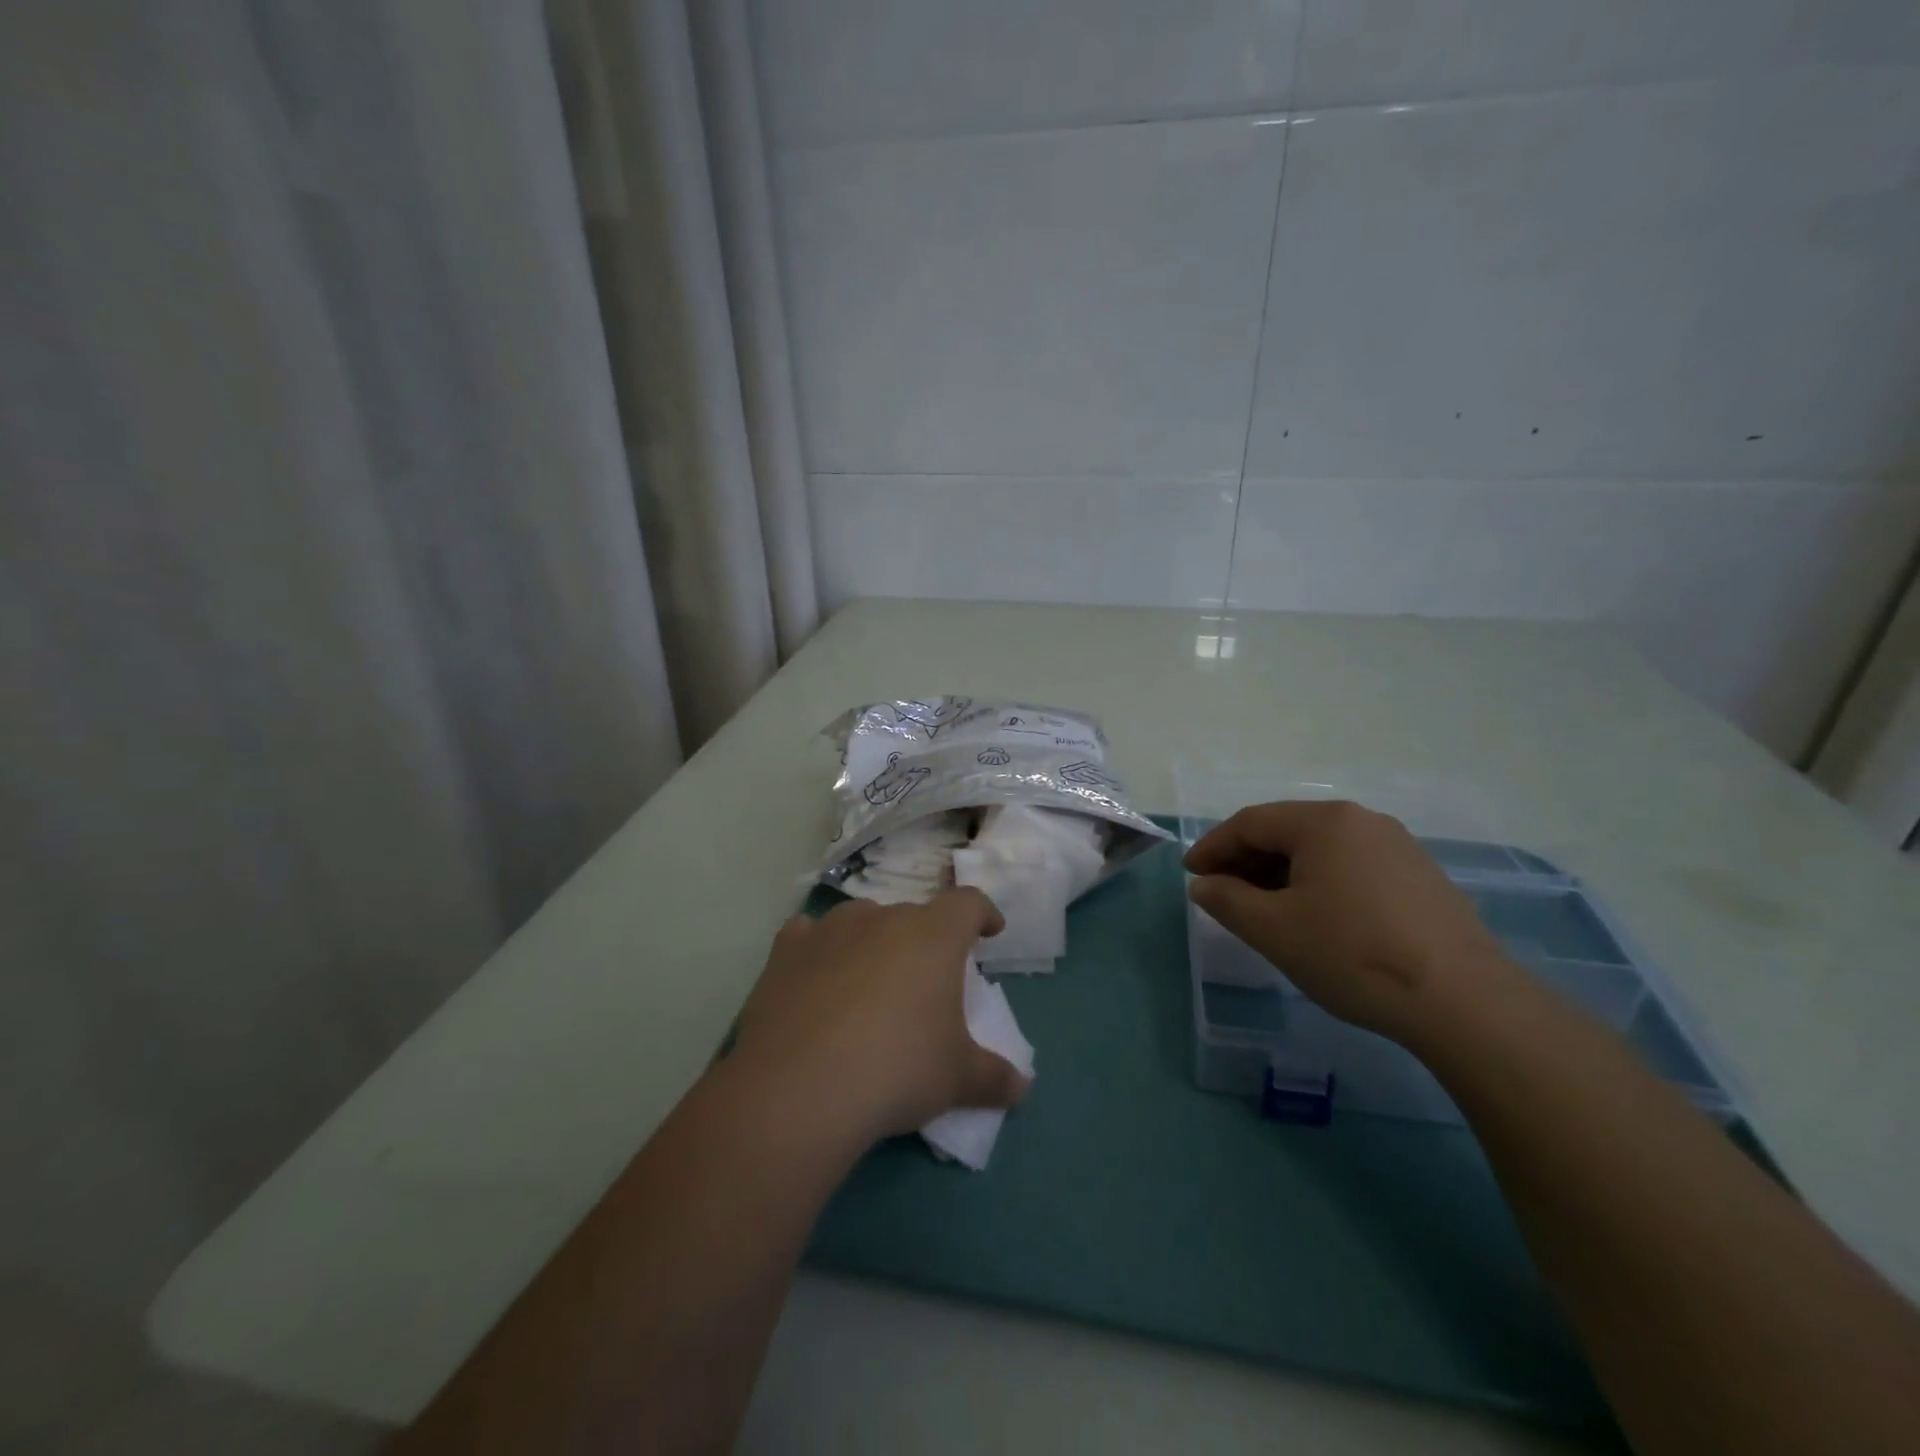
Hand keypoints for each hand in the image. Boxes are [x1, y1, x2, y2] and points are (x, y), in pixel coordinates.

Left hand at [731, 890, 1030, 1143]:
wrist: (800, 1089)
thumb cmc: (897, 1070)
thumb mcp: (957, 1079)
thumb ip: (993, 1077)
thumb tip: (1022, 1088)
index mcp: (933, 936)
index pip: (968, 903)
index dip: (983, 913)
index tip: (989, 930)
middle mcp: (883, 917)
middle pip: (913, 916)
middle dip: (924, 942)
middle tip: (925, 982)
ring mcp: (830, 929)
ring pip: (862, 921)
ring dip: (873, 942)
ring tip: (870, 982)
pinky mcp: (785, 950)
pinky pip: (809, 935)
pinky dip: (818, 950)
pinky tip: (816, 977)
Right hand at [1184, 800, 1516, 1046]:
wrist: (1464, 1002)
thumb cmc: (1352, 954)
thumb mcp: (1273, 930)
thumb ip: (1227, 900)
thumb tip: (1204, 885)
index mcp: (1323, 822)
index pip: (1250, 823)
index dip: (1213, 847)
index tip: (1191, 875)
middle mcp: (1362, 821)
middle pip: (1287, 831)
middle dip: (1247, 861)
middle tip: (1222, 893)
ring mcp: (1398, 847)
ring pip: (1321, 850)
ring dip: (1282, 873)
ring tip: (1264, 909)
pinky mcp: (1421, 877)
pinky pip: (1352, 867)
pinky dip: (1319, 883)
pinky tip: (1315, 917)